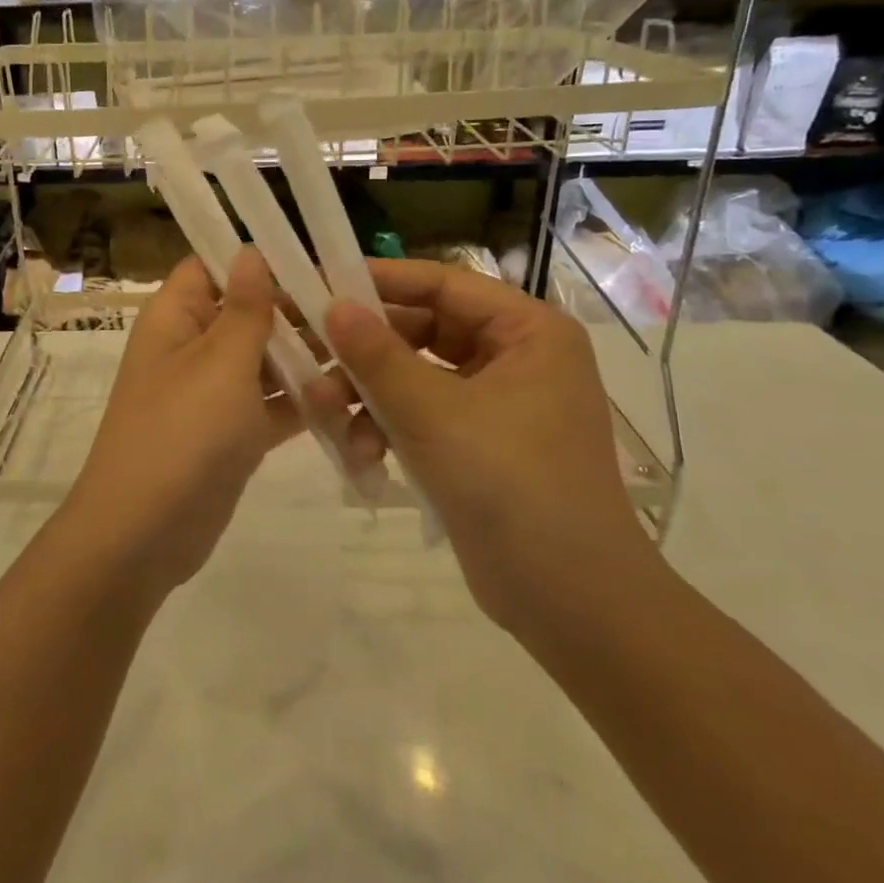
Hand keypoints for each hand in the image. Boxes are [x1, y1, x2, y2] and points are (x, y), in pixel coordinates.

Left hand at [63, 250, 374, 596]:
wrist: (144, 533)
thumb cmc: (182, 432)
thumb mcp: (219, 362)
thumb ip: (245, 307)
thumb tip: (250, 250)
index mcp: (176, 317)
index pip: (212, 266)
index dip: (257, 258)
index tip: (316, 257)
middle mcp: (192, 347)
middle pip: (248, 312)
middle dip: (298, 309)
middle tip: (363, 307)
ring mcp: (212, 393)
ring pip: (265, 360)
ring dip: (308, 357)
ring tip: (368, 350)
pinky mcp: (231, 434)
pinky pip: (272, 405)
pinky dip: (304, 401)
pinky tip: (351, 398)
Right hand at [322, 259, 657, 629]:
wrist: (571, 601)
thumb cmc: (510, 486)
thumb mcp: (432, 413)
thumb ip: (377, 356)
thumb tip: (332, 304)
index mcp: (528, 331)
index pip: (443, 284)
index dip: (380, 281)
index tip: (321, 283)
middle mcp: (517, 357)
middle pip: (424, 331)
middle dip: (366, 353)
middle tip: (311, 357)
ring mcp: (500, 403)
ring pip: (417, 376)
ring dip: (370, 395)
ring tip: (327, 416)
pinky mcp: (481, 444)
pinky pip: (424, 415)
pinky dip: (390, 428)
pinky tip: (362, 455)